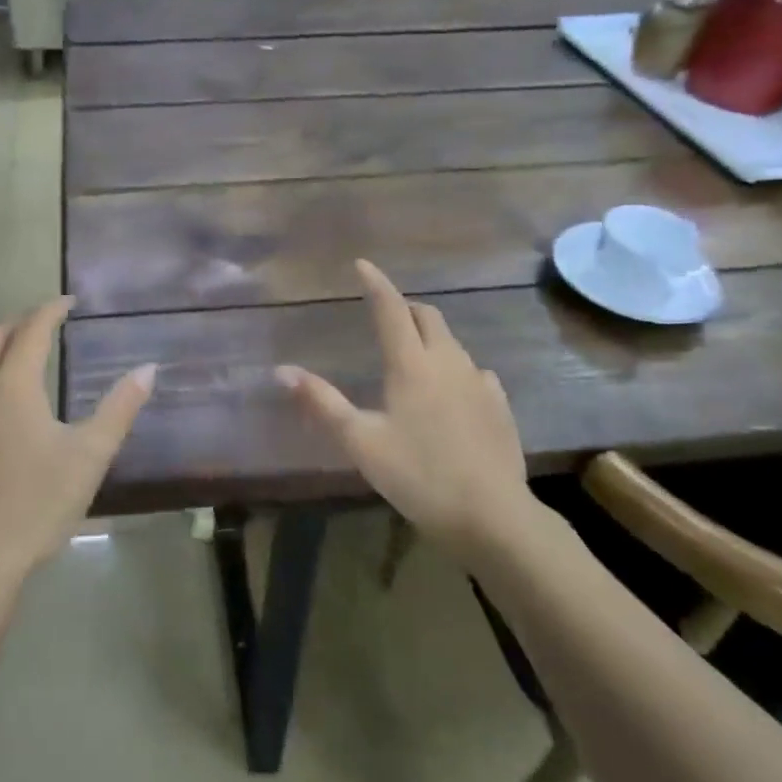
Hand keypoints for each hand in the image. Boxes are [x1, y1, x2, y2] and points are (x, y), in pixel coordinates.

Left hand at [0, 297, 154, 589]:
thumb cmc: (38, 504)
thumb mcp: (90, 456)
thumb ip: (120, 408)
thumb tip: (148, 368)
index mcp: (13, 386)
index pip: (32, 330)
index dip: (51, 310)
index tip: (69, 302)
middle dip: (21, 324)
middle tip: (45, 325)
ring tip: (14, 356)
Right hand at [276, 260, 532, 556]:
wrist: (492, 517)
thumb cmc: (418, 476)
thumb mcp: (361, 442)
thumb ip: (322, 403)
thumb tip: (282, 371)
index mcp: (412, 365)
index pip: (391, 310)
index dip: (376, 284)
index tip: (363, 264)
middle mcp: (448, 362)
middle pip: (428, 317)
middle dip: (405, 308)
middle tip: (386, 315)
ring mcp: (480, 382)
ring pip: (452, 343)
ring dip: (431, 337)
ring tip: (414, 354)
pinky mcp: (500, 406)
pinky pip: (475, 372)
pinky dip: (456, 368)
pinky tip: (452, 391)